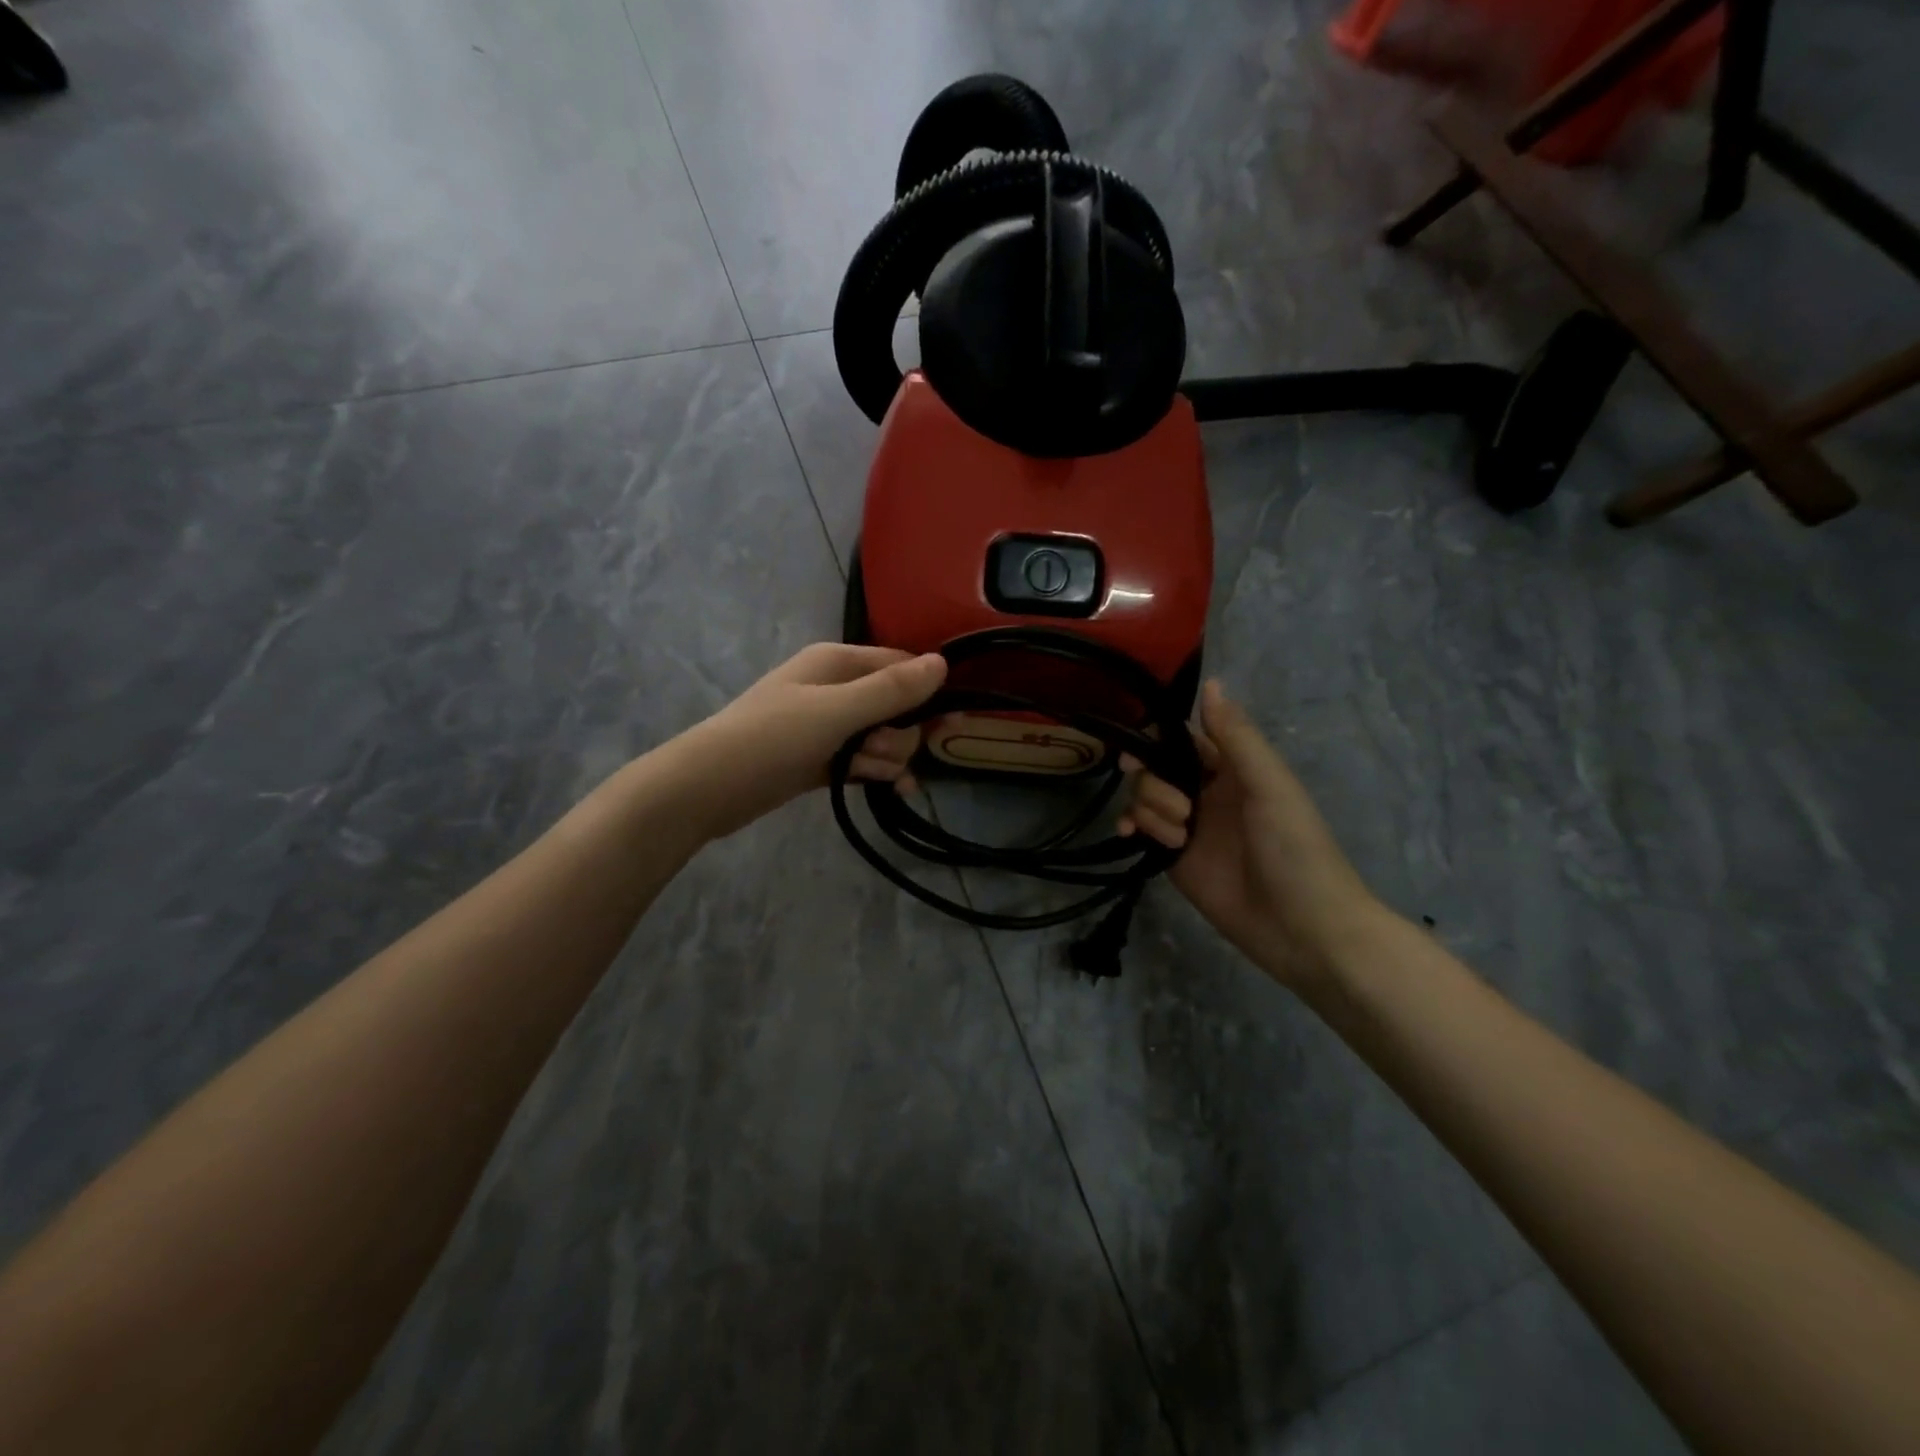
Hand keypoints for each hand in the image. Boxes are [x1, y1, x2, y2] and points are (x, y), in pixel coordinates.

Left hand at [677, 643, 946, 838]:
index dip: (926, 693)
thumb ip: (891, 690)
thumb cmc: (772, 738)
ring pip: (884, 738)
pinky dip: (879, 772)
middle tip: (875, 749)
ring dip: (886, 757)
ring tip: (863, 772)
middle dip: (898, 734)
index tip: (947, 724)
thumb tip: (943, 662)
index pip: (901, 666)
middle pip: (897, 706)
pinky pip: (866, 760)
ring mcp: (830, 725)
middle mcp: (837, 688)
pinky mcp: (824, 758)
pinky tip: (896, 791)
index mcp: (838, 662)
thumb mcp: (836, 711)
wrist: (708, 788)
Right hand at [1124, 681, 1384, 990]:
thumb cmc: (1296, 850)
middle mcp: (1206, 791)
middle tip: (1178, 807)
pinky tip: (1130, 835)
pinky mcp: (1173, 857)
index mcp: (1234, 768)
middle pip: (1156, 767)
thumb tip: (1211, 683)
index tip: (1138, 752)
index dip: (1156, 738)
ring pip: (1144, 797)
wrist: (1302, 929)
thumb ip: (1236, 737)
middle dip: (1154, 781)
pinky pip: (1139, 829)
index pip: (1184, 738)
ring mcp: (1187, 826)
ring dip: (1150, 810)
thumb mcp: (1271, 786)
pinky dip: (1129, 826)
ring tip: (1180, 837)